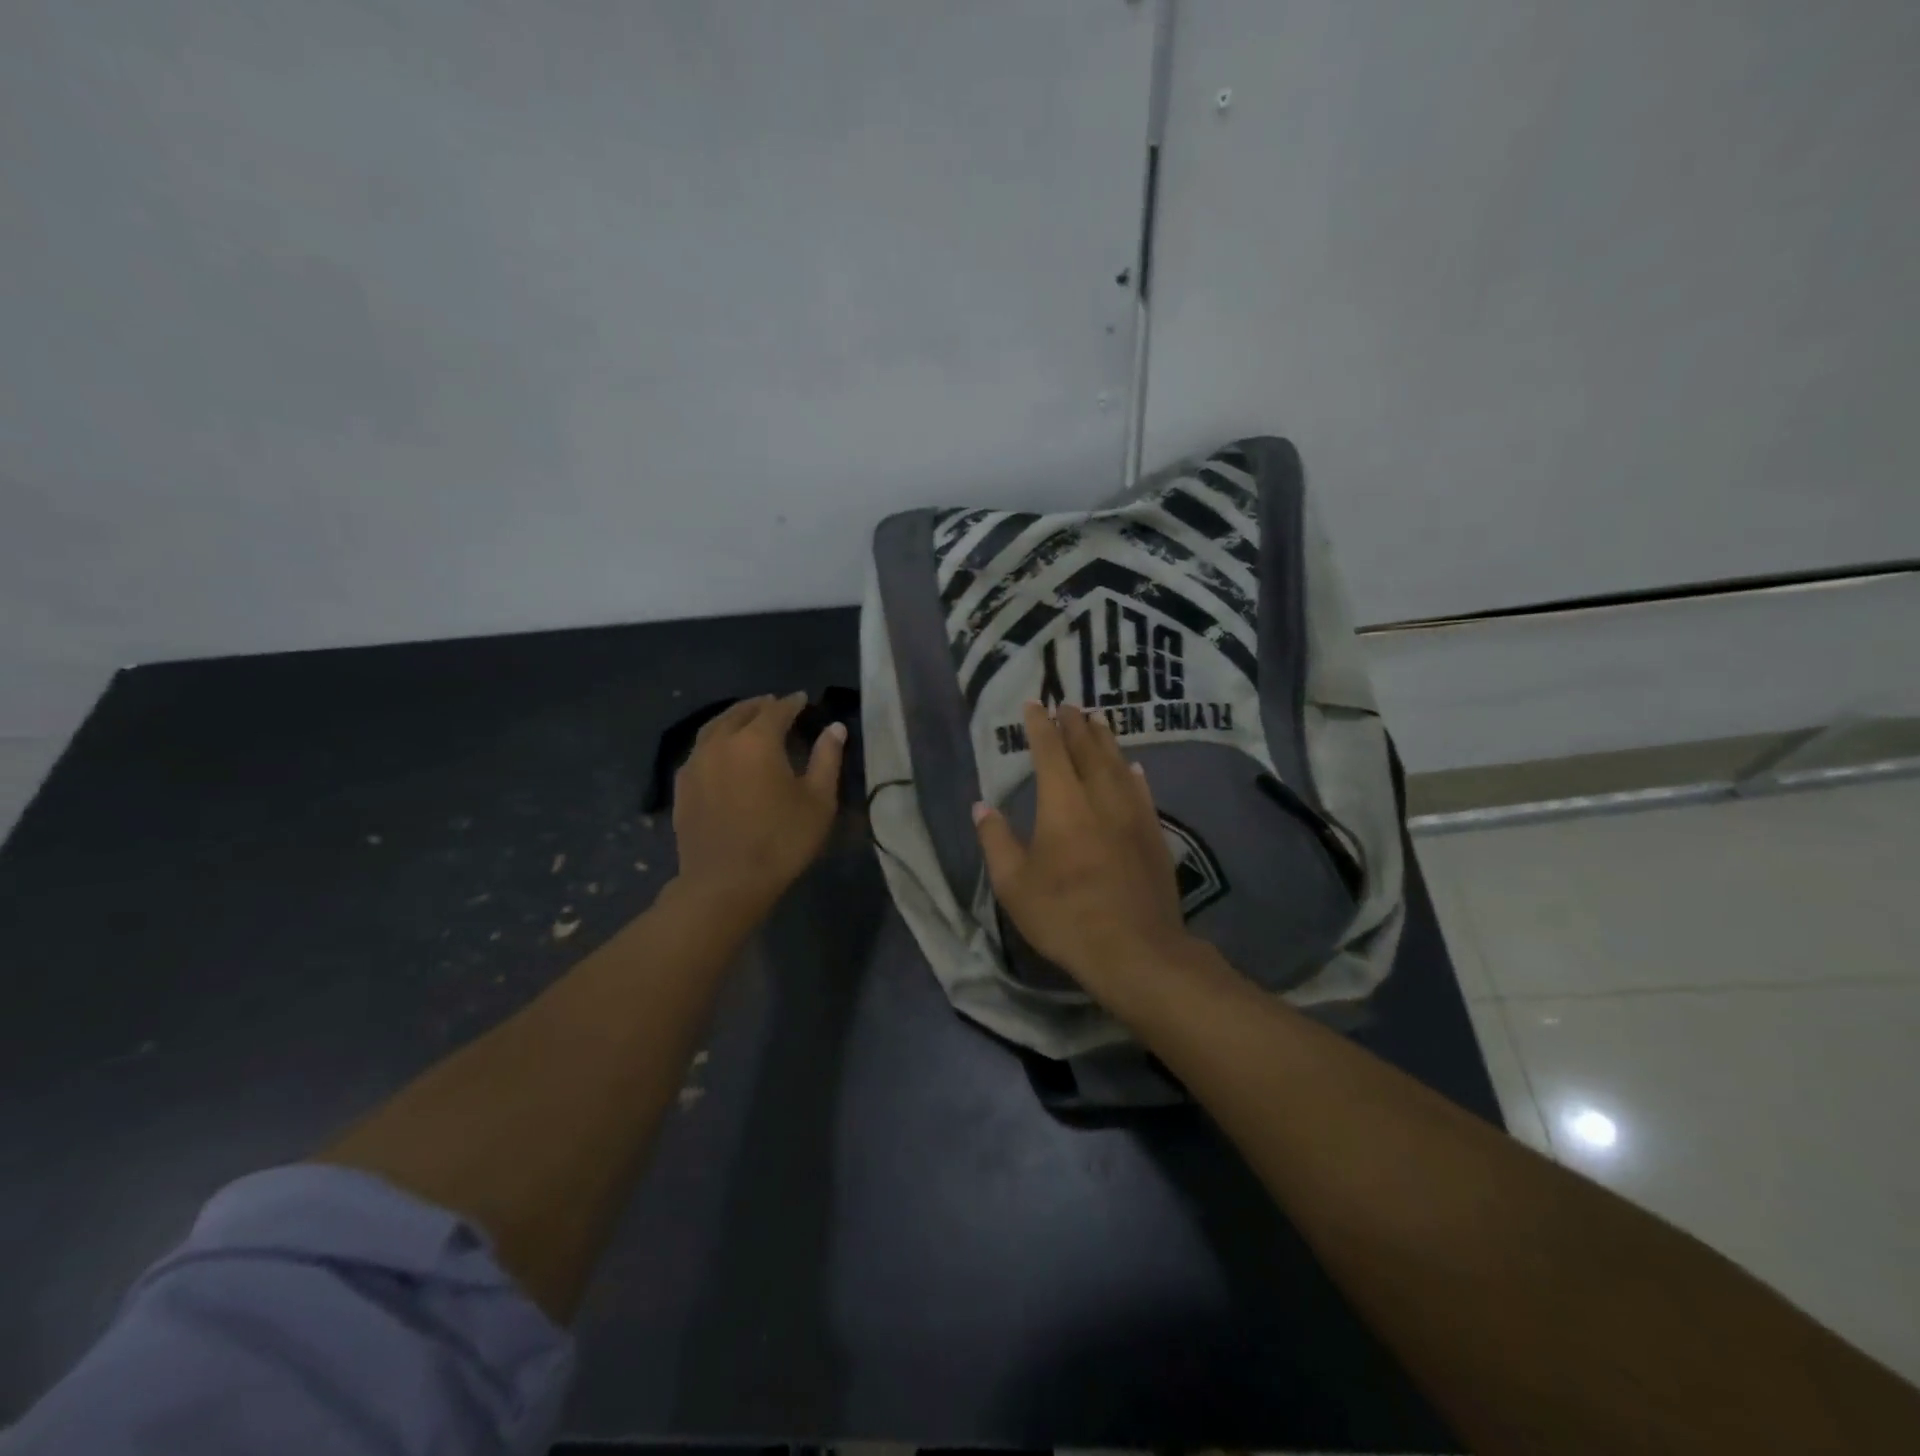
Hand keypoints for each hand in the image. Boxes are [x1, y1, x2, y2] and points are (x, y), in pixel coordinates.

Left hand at [671, 693, 845, 917]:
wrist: (724, 883)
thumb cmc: (781, 841)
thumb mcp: (818, 801)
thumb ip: (827, 759)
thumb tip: (835, 728)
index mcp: (757, 740)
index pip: (777, 710)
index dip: (792, 703)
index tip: (803, 699)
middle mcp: (721, 742)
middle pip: (740, 712)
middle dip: (760, 705)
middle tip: (774, 704)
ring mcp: (696, 763)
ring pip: (714, 727)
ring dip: (733, 718)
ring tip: (746, 720)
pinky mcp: (682, 786)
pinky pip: (699, 750)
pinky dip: (715, 740)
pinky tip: (721, 752)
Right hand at [972, 702, 1198, 1000]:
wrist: (1134, 948)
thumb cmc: (1064, 914)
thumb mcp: (1014, 883)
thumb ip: (996, 840)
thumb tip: (982, 805)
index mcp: (1062, 803)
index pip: (1049, 750)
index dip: (1040, 725)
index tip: (1034, 704)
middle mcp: (1100, 796)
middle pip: (1087, 749)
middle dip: (1075, 724)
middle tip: (1068, 703)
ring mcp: (1132, 813)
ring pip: (1118, 763)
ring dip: (1106, 739)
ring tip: (1098, 719)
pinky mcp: (1153, 833)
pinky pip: (1142, 790)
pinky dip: (1133, 772)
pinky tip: (1134, 767)